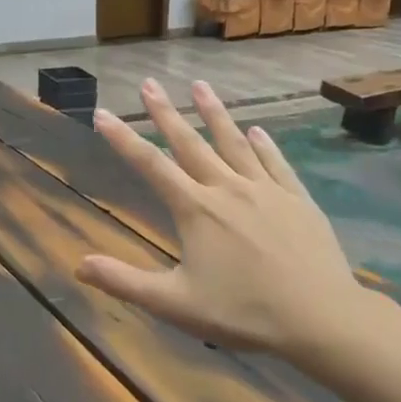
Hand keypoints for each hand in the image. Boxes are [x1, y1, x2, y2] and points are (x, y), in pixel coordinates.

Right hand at [76, 79, 390, 360]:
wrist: (322, 318)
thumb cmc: (245, 313)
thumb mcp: (175, 304)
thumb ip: (125, 282)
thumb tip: (78, 265)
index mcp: (196, 210)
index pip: (150, 166)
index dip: (122, 139)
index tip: (102, 113)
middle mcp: (227, 189)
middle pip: (190, 143)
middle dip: (165, 112)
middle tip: (149, 83)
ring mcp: (266, 190)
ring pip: (234, 143)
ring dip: (214, 113)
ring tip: (200, 86)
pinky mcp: (297, 199)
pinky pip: (276, 163)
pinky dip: (263, 144)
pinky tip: (257, 130)